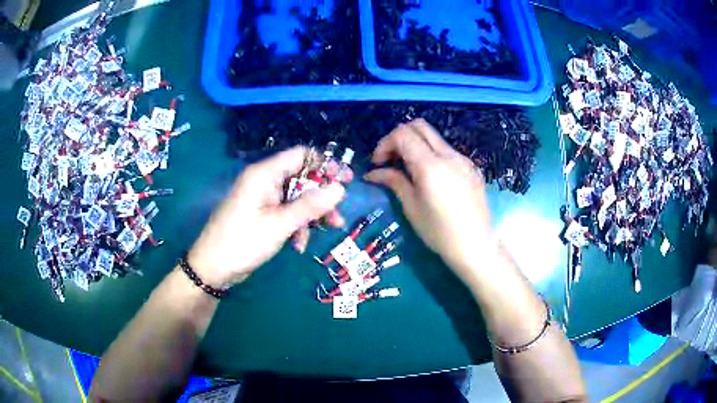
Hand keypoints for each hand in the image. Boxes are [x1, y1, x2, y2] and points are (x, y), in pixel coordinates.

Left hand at [188, 147, 345, 287]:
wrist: (212, 269)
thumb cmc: (242, 243)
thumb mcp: (279, 225)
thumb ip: (310, 205)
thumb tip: (340, 188)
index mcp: (264, 174)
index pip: (300, 155)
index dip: (325, 164)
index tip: (345, 180)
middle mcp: (264, 181)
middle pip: (301, 178)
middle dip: (321, 197)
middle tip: (338, 215)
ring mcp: (262, 198)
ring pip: (296, 198)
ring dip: (311, 214)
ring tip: (326, 231)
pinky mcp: (262, 214)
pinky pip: (286, 212)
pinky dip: (297, 225)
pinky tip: (298, 244)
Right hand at [365, 119, 495, 283]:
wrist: (475, 246)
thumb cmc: (439, 232)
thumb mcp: (411, 207)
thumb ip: (393, 181)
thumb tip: (373, 173)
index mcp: (430, 165)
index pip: (403, 134)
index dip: (385, 143)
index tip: (378, 163)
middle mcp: (449, 155)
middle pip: (420, 126)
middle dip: (400, 137)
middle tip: (391, 159)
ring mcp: (463, 160)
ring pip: (435, 138)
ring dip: (416, 145)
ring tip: (408, 169)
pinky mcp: (472, 168)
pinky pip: (448, 151)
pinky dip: (432, 155)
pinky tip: (430, 178)